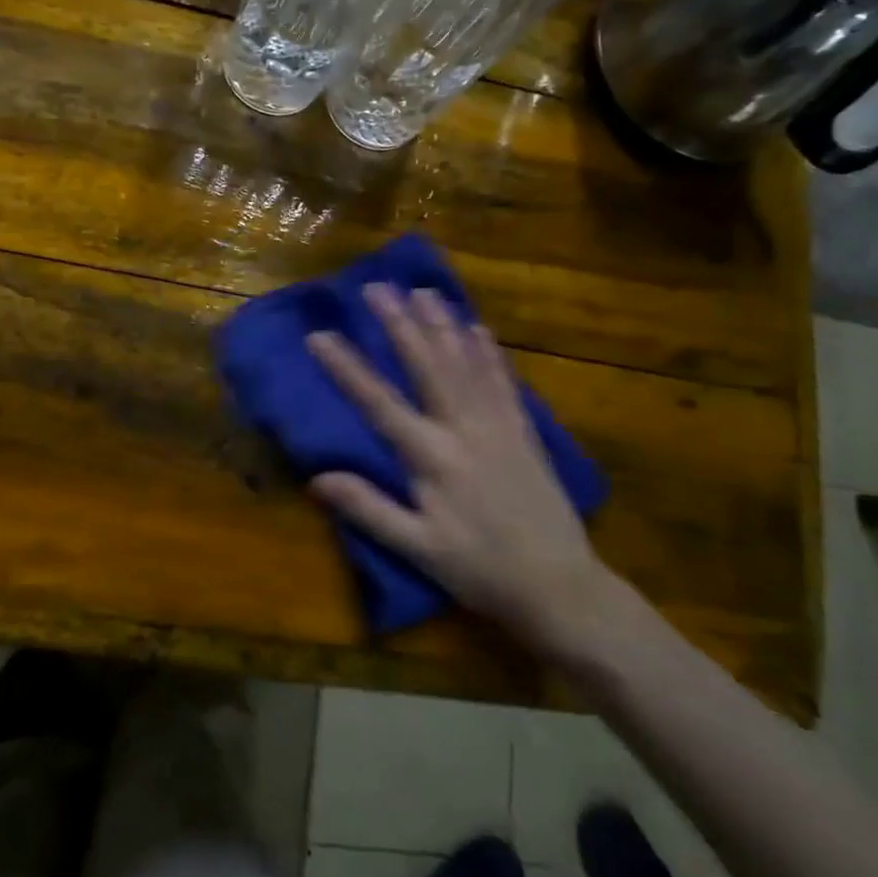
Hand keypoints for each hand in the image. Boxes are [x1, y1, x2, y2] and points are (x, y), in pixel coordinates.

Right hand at [306, 286, 614, 660]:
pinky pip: (505, 382)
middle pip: (428, 367)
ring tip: (424, 291)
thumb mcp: (419, 549)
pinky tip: (479, 329)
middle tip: (378, 287)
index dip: (347, 368)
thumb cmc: (481, 570)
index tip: (320, 335)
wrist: (560, 588)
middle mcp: (464, 430)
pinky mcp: (525, 433)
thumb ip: (369, 510)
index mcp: (432, 458)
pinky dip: (490, 353)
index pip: (379, 403)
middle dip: (400, 325)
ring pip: (467, 364)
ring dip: (443, 325)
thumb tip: (317, 478)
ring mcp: (499, 426)